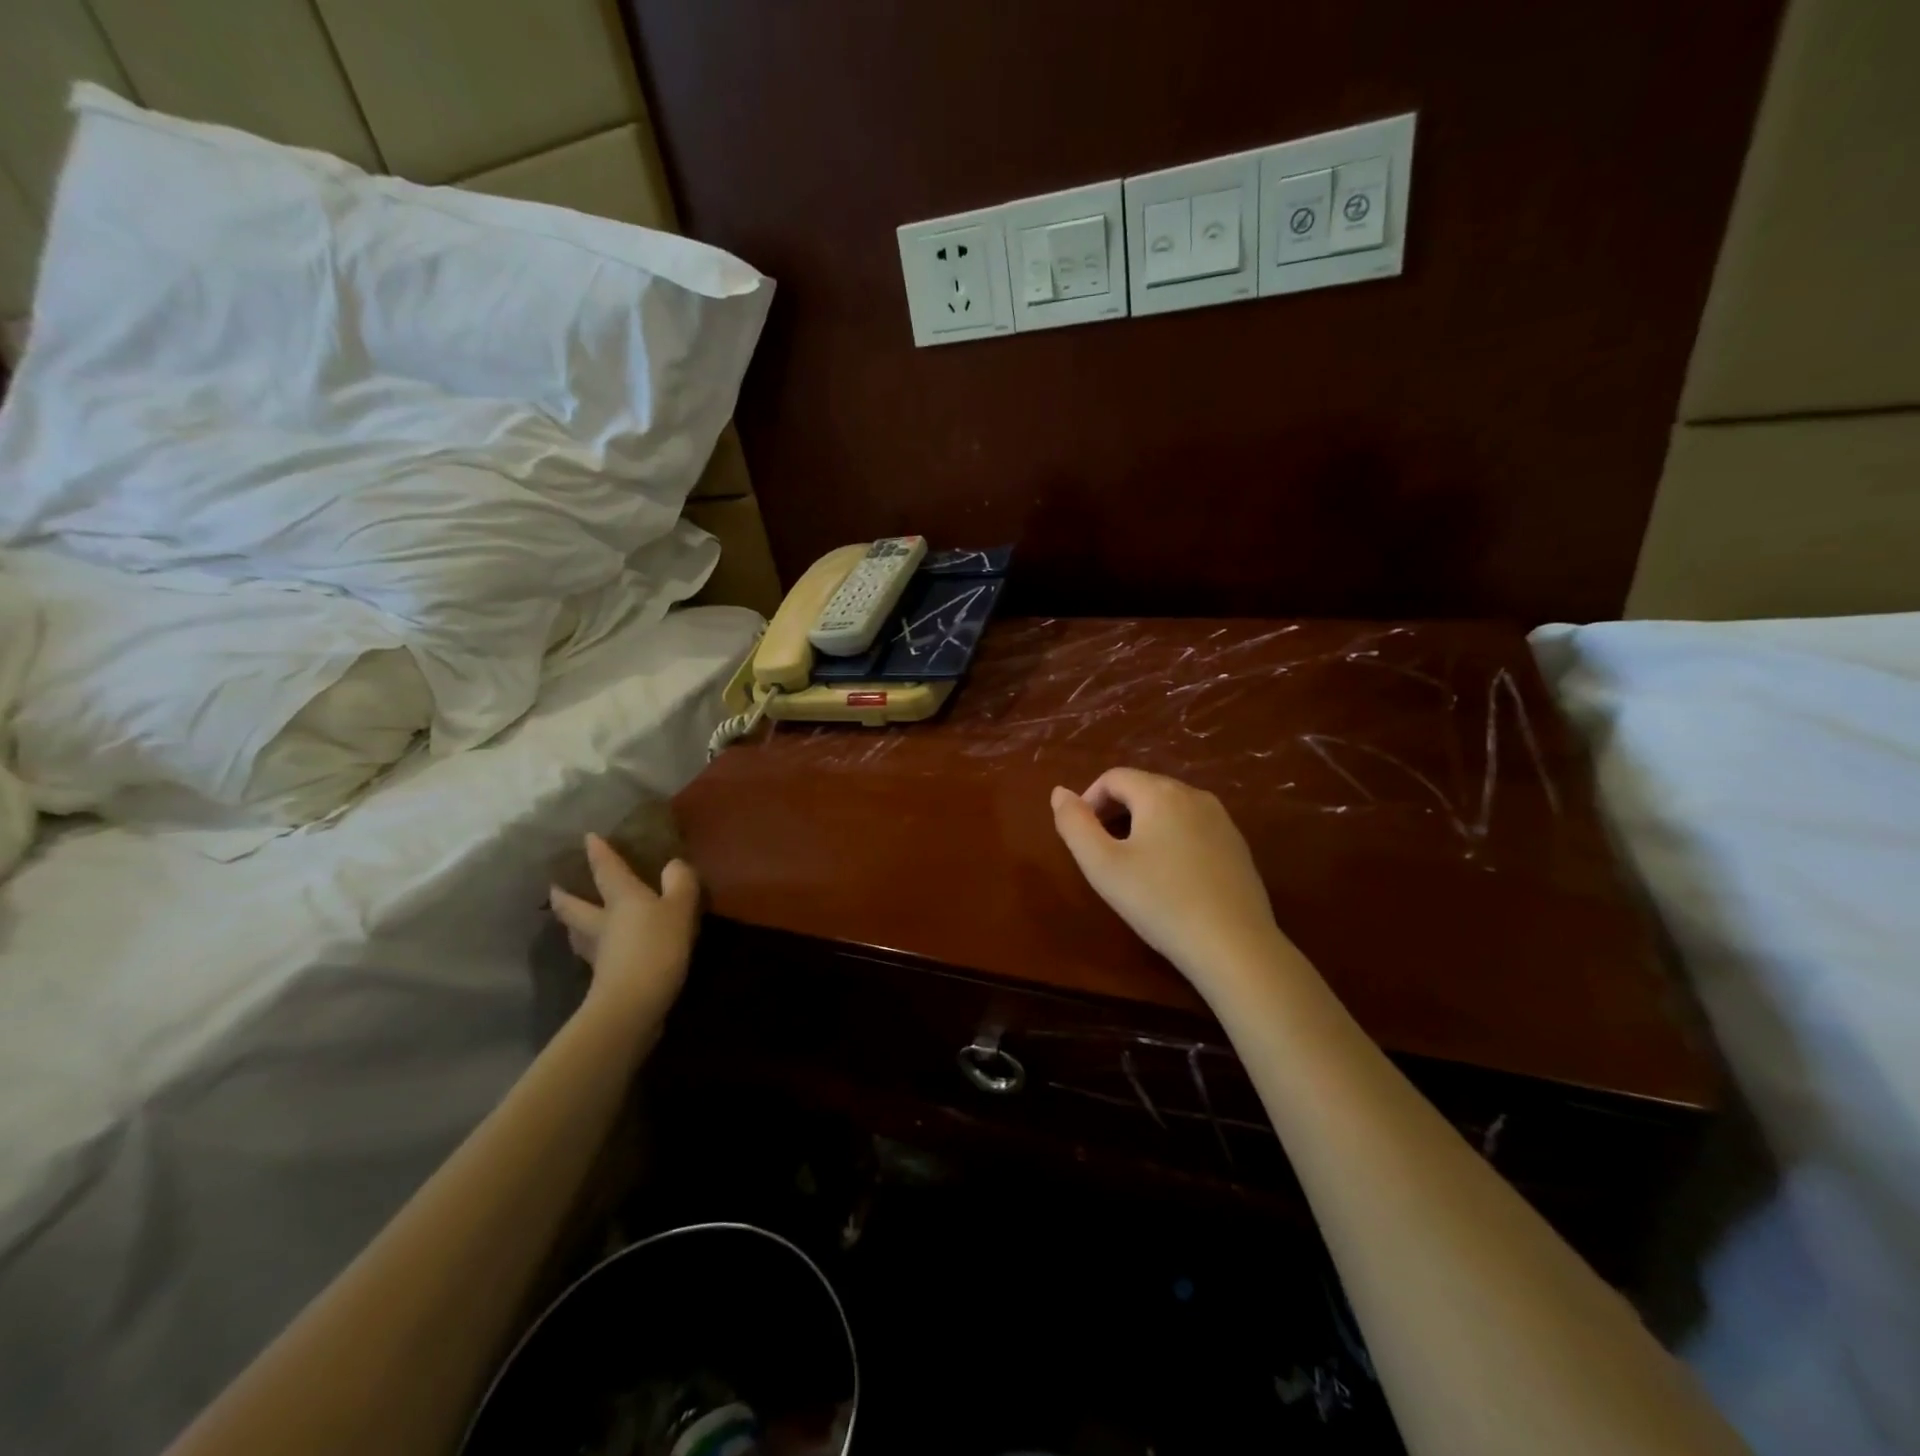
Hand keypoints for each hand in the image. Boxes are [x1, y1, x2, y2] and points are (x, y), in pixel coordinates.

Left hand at [549, 834, 700, 1030]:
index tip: (587, 838)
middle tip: (553, 888)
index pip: (606, 870)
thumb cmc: (657, 946)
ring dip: (571, 924)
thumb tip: (673, 864)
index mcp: (621, 899)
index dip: (598, 853)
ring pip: (577, 933)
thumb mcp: (680, 909)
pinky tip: (600, 952)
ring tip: (570, 921)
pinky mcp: (602, 978)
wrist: (634, 1003)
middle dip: (564, 895)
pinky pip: (593, 955)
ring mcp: (598, 952)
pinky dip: (592, 949)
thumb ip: (680, 883)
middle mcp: (602, 922)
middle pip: (575, 906)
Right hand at [1051, 768, 1297, 995]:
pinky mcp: (1237, 845)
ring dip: (1143, 825)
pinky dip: (1172, 839)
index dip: (1089, 801)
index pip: (1113, 778)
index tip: (1081, 836)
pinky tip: (1170, 877)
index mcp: (1160, 793)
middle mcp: (1194, 795)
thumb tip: (1059, 792)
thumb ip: (1074, 824)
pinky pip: (1193, 827)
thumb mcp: (1102, 865)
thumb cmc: (1159, 901)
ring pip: (1170, 808)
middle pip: (1143, 788)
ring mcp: (1222, 819)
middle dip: (1115, 811)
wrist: (1233, 945)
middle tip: (1102, 853)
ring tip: (1133, 865)